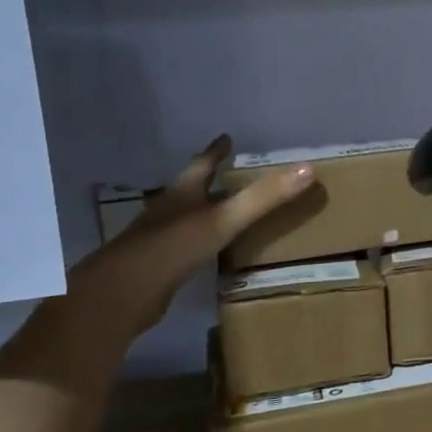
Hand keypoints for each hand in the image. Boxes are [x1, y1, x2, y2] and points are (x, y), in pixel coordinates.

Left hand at [70, 135, 312, 339]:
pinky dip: (199, 242)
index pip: (202, 164)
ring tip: (223, 210)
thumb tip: (308, 169)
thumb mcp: (224, 220)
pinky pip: (184, 246)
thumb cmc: (173, 248)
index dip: (216, 151)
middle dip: (209, 180)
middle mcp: (167, 211)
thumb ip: (264, 197)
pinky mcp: (157, 266)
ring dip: (203, 211)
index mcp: (182, 194)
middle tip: (230, 173)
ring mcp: (159, 238)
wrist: (123, 293)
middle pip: (190, 189)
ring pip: (185, 217)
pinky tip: (209, 252)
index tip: (226, 138)